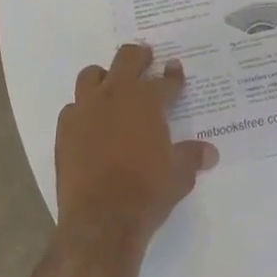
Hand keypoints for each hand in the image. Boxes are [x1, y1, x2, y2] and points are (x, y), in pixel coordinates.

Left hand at [54, 43, 217, 257]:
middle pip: (127, 59)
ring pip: (92, 75)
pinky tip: (88, 122)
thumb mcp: (179, 176)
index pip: (165, 81)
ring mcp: (86, 109)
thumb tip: (211, 152)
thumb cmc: (146, 192)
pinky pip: (72, 108)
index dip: (173, 75)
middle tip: (145, 57)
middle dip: (138, 56)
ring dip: (103, 76)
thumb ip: (192, 157)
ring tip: (110, 84)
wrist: (101, 220)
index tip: (175, 69)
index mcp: (147, 101)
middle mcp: (116, 94)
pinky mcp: (65, 128)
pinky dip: (82, 110)